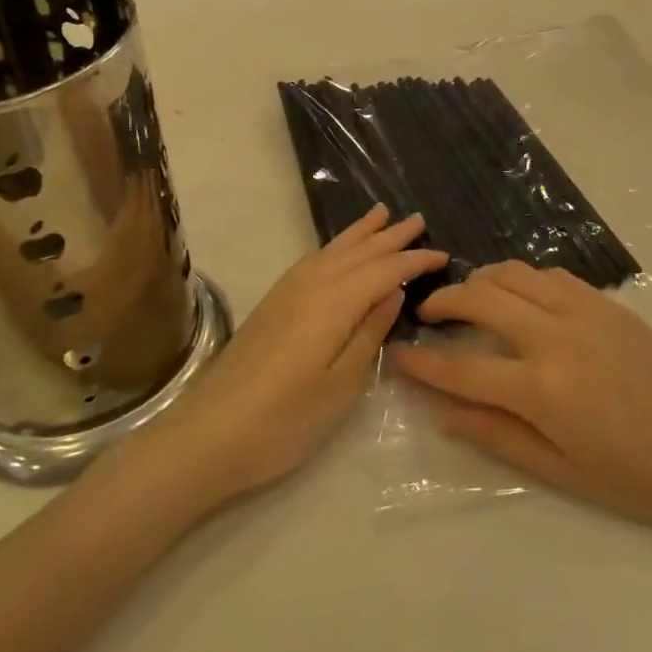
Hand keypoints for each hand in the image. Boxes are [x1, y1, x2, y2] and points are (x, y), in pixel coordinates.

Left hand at [130, 205, 447, 505]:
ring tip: (381, 214)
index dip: (415, 261)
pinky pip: (312, 260)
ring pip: (332, 250)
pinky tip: (337, 251)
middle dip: (390, 235)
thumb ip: (370, 333)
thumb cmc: (285, 421)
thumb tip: (393, 294)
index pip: (385, 270)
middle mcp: (310, 285)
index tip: (444, 255)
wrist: (207, 437)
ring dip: (360, 233)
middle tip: (418, 219)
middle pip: (358, 251)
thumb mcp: (341, 384)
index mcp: (334, 303)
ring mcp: (286, 292)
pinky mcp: (271, 305)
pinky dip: (334, 248)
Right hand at [396, 261, 651, 528]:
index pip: (461, 369)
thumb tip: (442, 413)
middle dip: (443, 301)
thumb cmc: (638, 475)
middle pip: (481, 299)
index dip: (420, 363)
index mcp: (541, 389)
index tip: (394, 354)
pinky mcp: (607, 303)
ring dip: (480, 280)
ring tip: (467, 298)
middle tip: (426, 315)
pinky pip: (551, 275)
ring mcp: (584, 311)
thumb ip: (497, 436)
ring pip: (514, 274)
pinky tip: (519, 296)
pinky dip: (522, 278)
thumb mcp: (561, 471)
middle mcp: (555, 337)